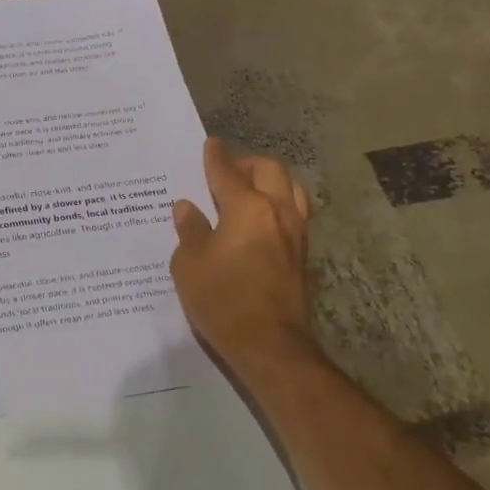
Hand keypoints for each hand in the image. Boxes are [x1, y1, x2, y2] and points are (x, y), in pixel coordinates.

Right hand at [171, 137, 317, 369]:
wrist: (270, 345)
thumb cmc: (222, 301)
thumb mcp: (189, 266)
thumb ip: (190, 231)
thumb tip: (187, 208)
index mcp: (247, 208)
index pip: (227, 171)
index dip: (215, 156)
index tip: (209, 144)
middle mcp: (277, 211)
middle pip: (268, 170)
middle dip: (246, 162)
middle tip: (225, 169)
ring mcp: (295, 232)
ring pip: (290, 187)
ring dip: (270, 180)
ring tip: (248, 188)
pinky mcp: (302, 253)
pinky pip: (295, 211)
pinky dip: (279, 201)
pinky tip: (262, 216)